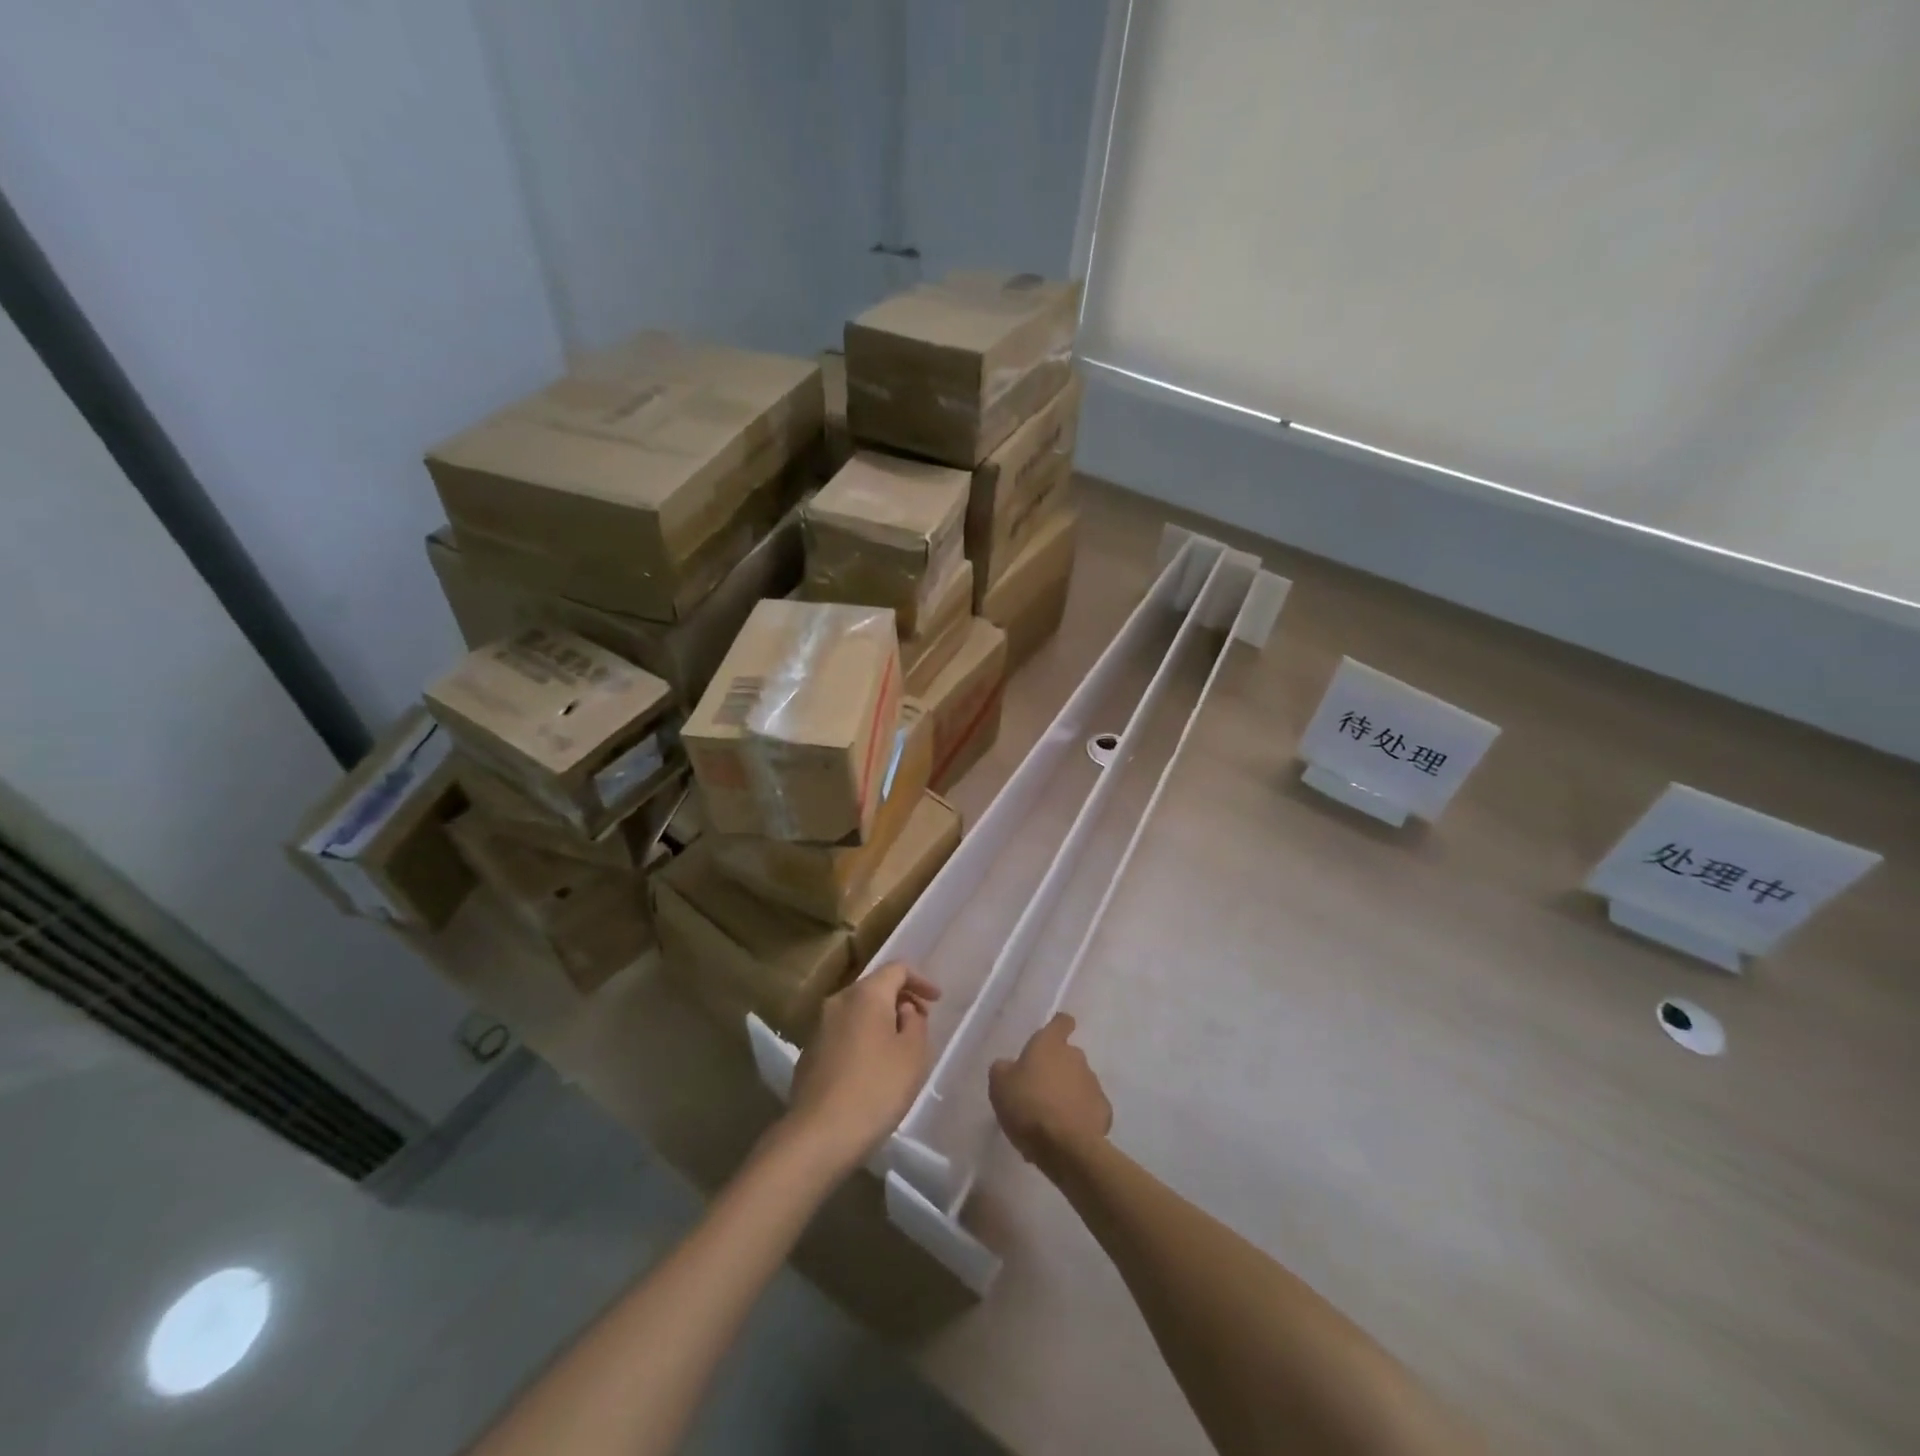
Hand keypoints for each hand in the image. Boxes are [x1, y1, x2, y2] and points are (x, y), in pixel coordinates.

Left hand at [786, 963, 939, 1171]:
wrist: (819, 1134)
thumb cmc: (876, 1089)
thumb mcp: (913, 1054)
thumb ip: (915, 1022)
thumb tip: (902, 1009)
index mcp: (866, 994)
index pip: (897, 969)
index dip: (920, 980)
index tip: (937, 1001)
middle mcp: (838, 1001)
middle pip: (874, 987)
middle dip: (900, 1000)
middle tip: (920, 1024)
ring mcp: (819, 1026)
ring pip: (857, 1011)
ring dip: (880, 1020)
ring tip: (898, 1048)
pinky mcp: (809, 1052)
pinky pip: (842, 1032)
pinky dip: (862, 1038)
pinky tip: (871, 1068)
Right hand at [990, 1013, 1112, 1173]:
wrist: (1065, 1146)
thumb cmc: (1028, 1105)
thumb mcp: (999, 1085)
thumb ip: (1003, 1069)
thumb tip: (1009, 1066)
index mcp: (1050, 1044)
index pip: (1061, 1022)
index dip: (1058, 1026)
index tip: (1052, 1036)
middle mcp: (1076, 1057)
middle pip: (1068, 1056)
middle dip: (1056, 1069)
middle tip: (1038, 1090)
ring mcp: (1093, 1084)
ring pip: (1078, 1082)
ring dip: (1067, 1093)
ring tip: (1050, 1118)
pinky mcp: (1104, 1111)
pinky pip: (1088, 1108)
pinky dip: (1080, 1115)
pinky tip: (1067, 1132)